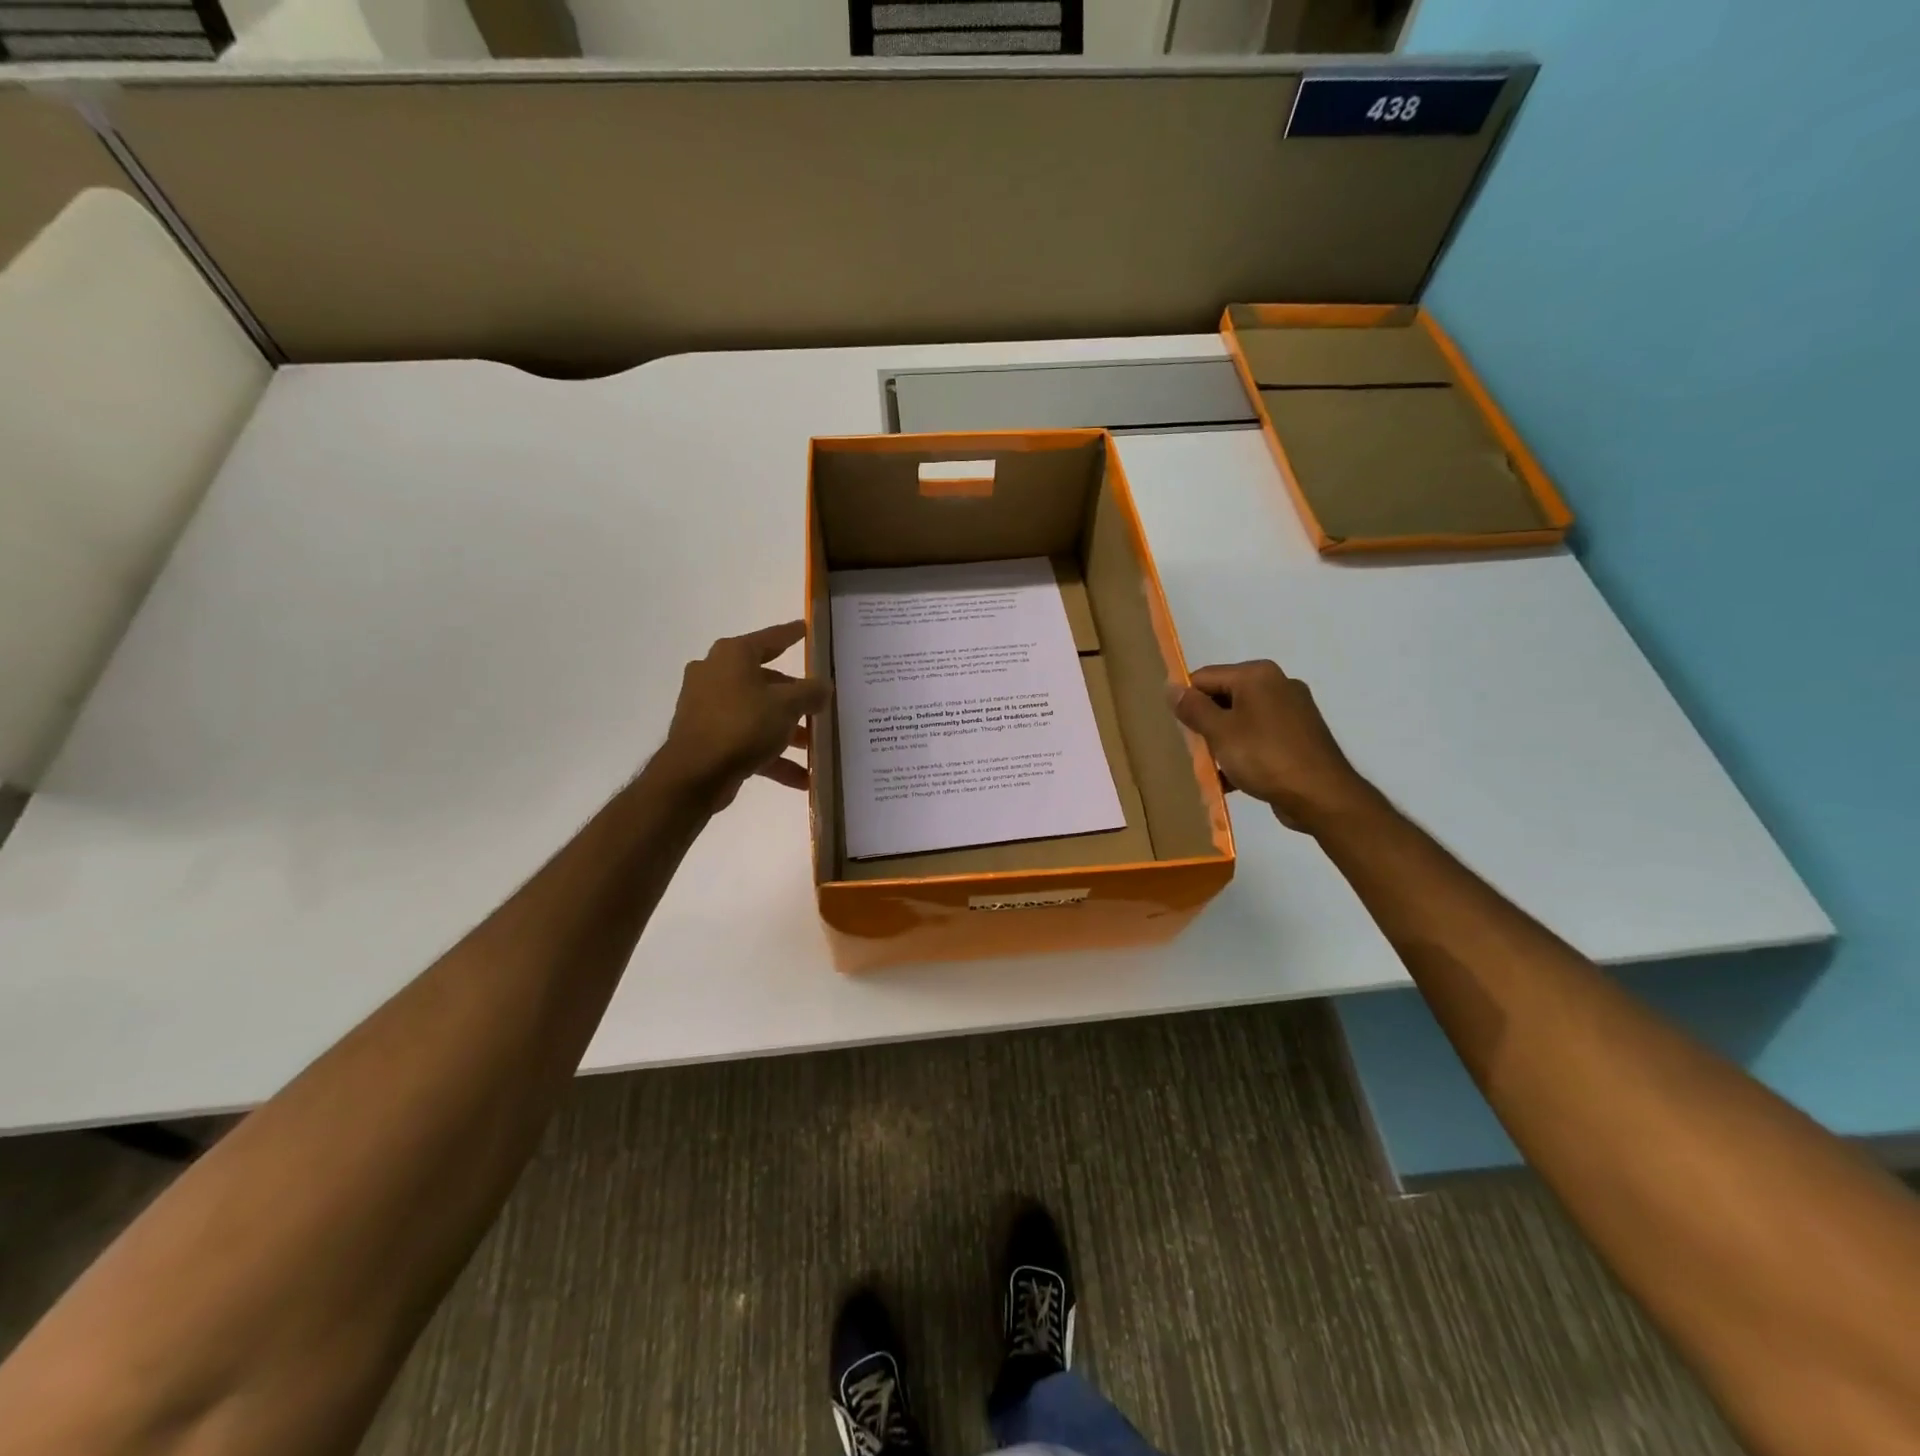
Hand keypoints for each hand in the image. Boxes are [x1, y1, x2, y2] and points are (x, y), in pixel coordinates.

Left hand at [653, 621, 832, 810]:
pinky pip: (747, 740)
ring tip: (814, 747)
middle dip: (795, 698)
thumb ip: (811, 692)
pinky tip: (801, 778)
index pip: (771, 638)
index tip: (807, 629)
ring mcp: (708, 707)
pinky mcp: (707, 737)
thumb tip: (824, 686)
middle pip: (766, 681)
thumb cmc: (742, 725)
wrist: (694, 774)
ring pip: (757, 713)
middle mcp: (716, 674)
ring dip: (786, 731)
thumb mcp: (787, 705)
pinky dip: (772, 756)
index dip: (792, 634)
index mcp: (733, 655)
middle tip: (820, 704)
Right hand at [1169, 660, 1374, 831]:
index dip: (1188, 702)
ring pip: (1241, 720)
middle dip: (1206, 724)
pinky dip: (1244, 752)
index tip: (1181, 731)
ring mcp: (1292, 710)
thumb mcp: (1219, 732)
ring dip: (1223, 742)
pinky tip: (1233, 779)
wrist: (1321, 796)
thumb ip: (1192, 708)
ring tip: (1214, 768)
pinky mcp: (1300, 736)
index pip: (1204, 678)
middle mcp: (1277, 684)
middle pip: (1223, 697)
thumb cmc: (1265, 757)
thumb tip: (1170, 687)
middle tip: (1196, 751)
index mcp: (1257, 675)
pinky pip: (1260, 737)